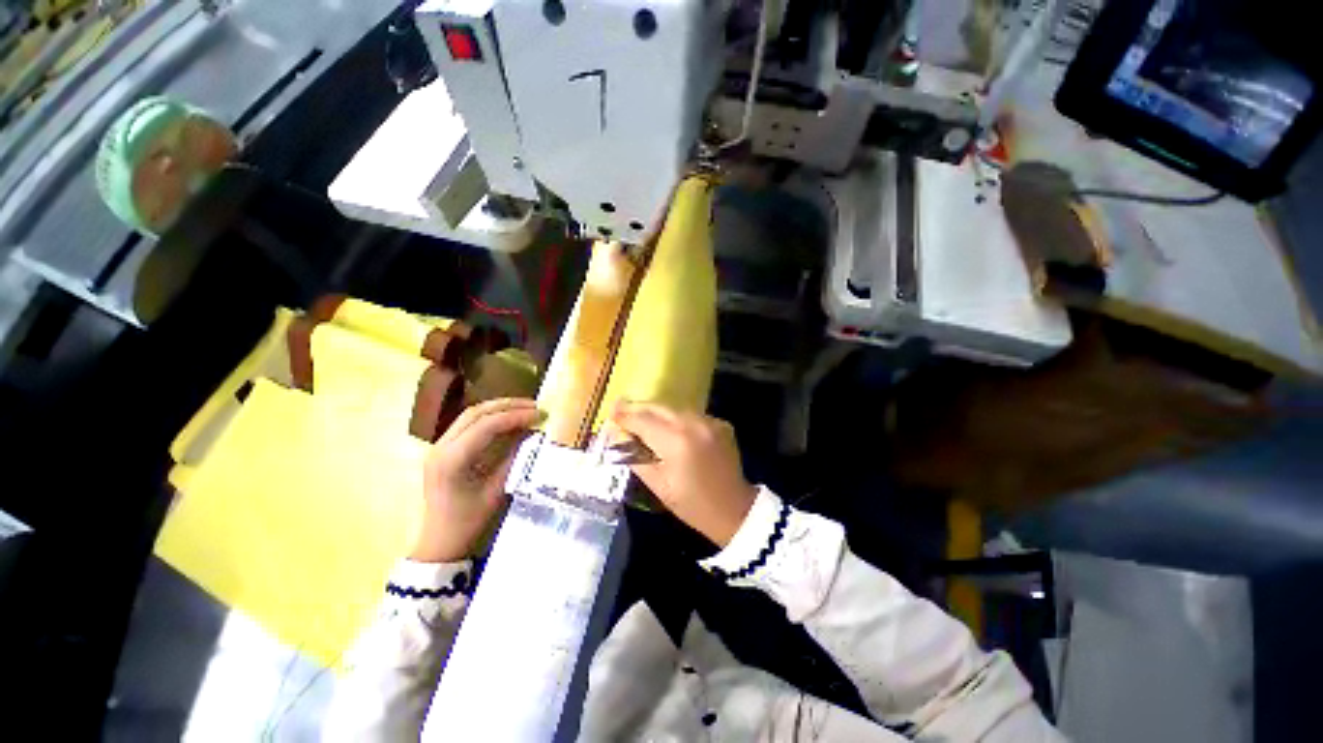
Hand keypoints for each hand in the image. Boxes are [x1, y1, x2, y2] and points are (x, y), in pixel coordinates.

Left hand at [411, 398, 540, 562]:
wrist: (439, 542)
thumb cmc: (469, 522)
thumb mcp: (497, 490)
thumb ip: (514, 457)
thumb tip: (533, 433)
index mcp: (452, 460)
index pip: (487, 425)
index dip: (516, 416)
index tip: (541, 415)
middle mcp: (441, 447)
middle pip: (477, 413)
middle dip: (509, 406)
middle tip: (536, 406)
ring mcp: (439, 446)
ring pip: (471, 414)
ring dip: (500, 408)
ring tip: (526, 409)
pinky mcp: (443, 449)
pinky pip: (468, 424)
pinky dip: (491, 418)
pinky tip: (510, 420)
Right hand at [611, 402, 756, 546]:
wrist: (734, 509)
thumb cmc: (691, 503)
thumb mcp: (657, 484)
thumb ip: (635, 457)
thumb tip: (618, 436)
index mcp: (675, 441)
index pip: (643, 420)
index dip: (625, 416)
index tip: (611, 411)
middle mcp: (693, 423)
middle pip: (659, 407)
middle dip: (638, 407)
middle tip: (621, 407)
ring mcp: (709, 421)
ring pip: (675, 408)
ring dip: (657, 411)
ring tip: (641, 416)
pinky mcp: (720, 423)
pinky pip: (691, 414)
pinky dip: (677, 418)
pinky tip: (669, 427)